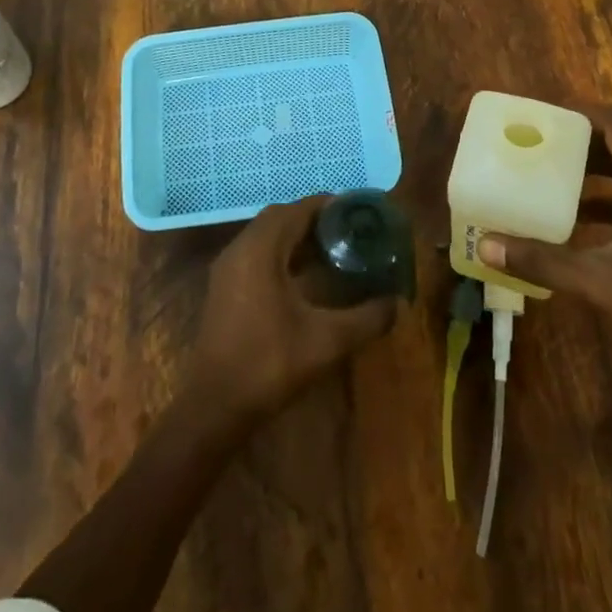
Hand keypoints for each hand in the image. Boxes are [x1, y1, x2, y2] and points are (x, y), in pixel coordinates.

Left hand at [186, 194, 398, 427]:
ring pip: (266, 236)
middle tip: (348, 230)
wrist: (213, 407)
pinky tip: (306, 276)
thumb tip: (398, 303)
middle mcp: (240, 249)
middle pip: (281, 217)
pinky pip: (257, 253)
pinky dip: (282, 253)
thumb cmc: (269, 364)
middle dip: (315, 219)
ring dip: (297, 236)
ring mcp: (228, 268)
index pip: (297, 209)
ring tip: (333, 249)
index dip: (329, 205)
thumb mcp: (327, 341)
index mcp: (260, 249)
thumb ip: (367, 318)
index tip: (358, 211)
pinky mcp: (224, 288)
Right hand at [479, 103, 611, 410]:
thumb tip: (486, 244)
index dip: (581, 115)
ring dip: (592, 166)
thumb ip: (543, 260)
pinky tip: (573, 215)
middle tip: (538, 140)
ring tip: (548, 168)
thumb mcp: (600, 285)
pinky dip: (604, 196)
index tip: (541, 116)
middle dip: (581, 137)